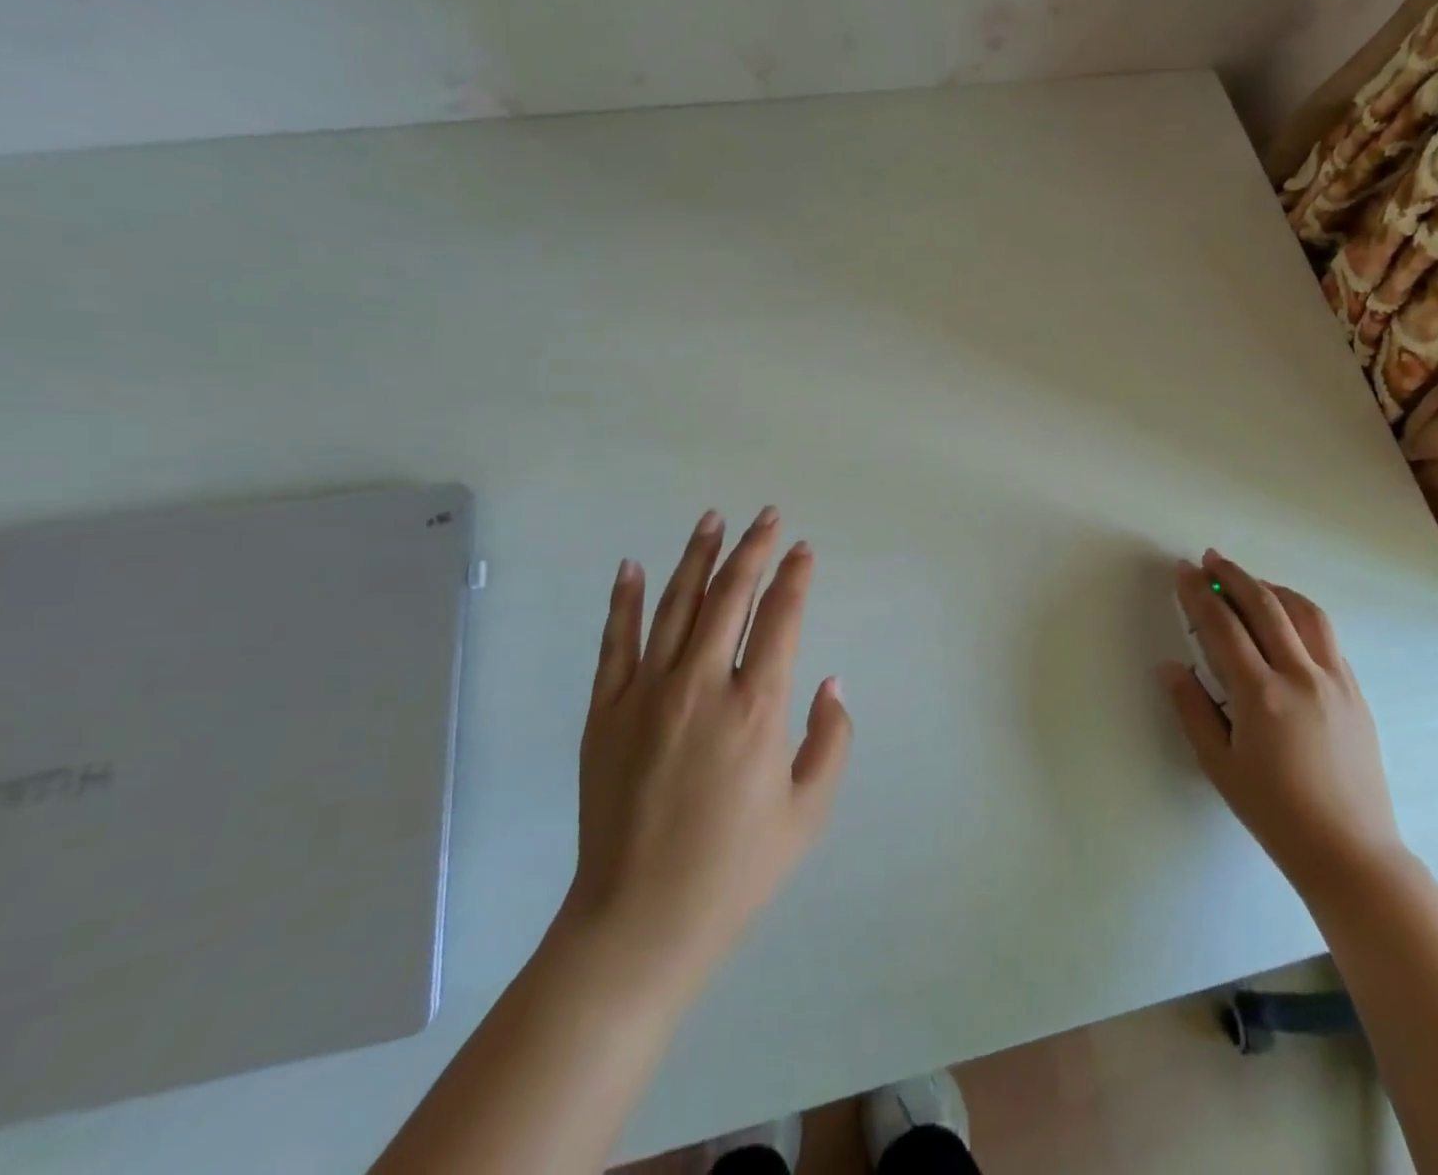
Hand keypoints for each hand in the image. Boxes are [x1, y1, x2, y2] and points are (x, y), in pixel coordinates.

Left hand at [557, 506, 852, 994]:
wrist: (640, 922)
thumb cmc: (736, 869)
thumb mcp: (809, 811)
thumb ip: (831, 738)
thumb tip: (830, 680)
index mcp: (756, 708)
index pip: (780, 617)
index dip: (795, 576)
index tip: (803, 549)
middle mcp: (702, 685)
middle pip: (730, 596)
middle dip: (753, 549)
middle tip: (767, 516)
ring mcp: (647, 694)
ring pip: (675, 605)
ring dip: (697, 557)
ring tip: (712, 519)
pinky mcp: (606, 712)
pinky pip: (616, 642)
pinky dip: (625, 600)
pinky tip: (633, 565)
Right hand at [1161, 551, 1404, 900]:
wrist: (1350, 850)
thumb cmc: (1274, 812)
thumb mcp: (1218, 765)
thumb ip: (1191, 709)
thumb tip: (1170, 666)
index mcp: (1260, 695)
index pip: (1222, 626)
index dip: (1198, 594)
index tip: (1182, 571)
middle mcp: (1300, 676)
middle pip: (1264, 605)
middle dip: (1233, 576)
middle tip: (1210, 559)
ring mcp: (1334, 680)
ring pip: (1303, 612)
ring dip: (1271, 587)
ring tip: (1248, 581)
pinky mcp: (1355, 691)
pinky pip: (1326, 636)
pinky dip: (1300, 612)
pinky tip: (1285, 618)